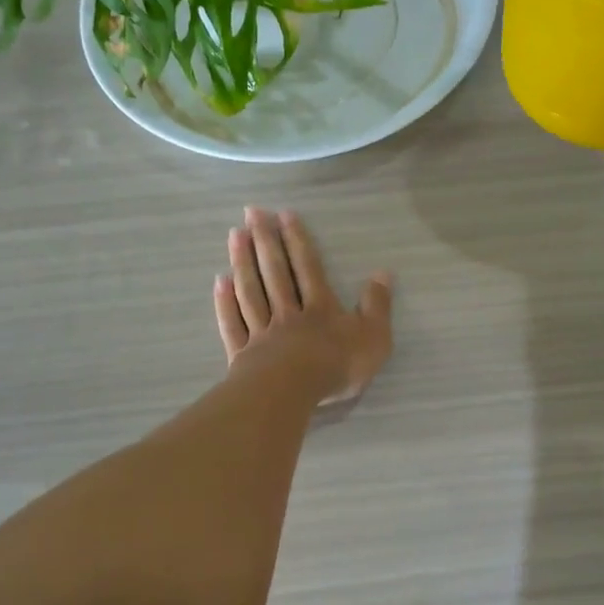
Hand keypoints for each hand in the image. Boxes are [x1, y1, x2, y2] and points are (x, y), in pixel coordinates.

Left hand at [214, 208, 393, 404]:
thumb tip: (383, 273)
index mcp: (320, 308)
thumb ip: (377, 305)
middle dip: (264, 239)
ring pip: (251, 290)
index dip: (297, 240)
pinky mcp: (243, 354)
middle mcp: (288, 312)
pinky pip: (233, 323)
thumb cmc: (336, 366)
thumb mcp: (373, 337)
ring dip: (242, 261)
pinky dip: (226, 302)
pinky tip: (220, 282)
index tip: (283, 214)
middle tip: (252, 211)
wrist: (292, 393)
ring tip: (234, 235)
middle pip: (274, 271)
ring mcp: (262, 332)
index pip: (307, 267)